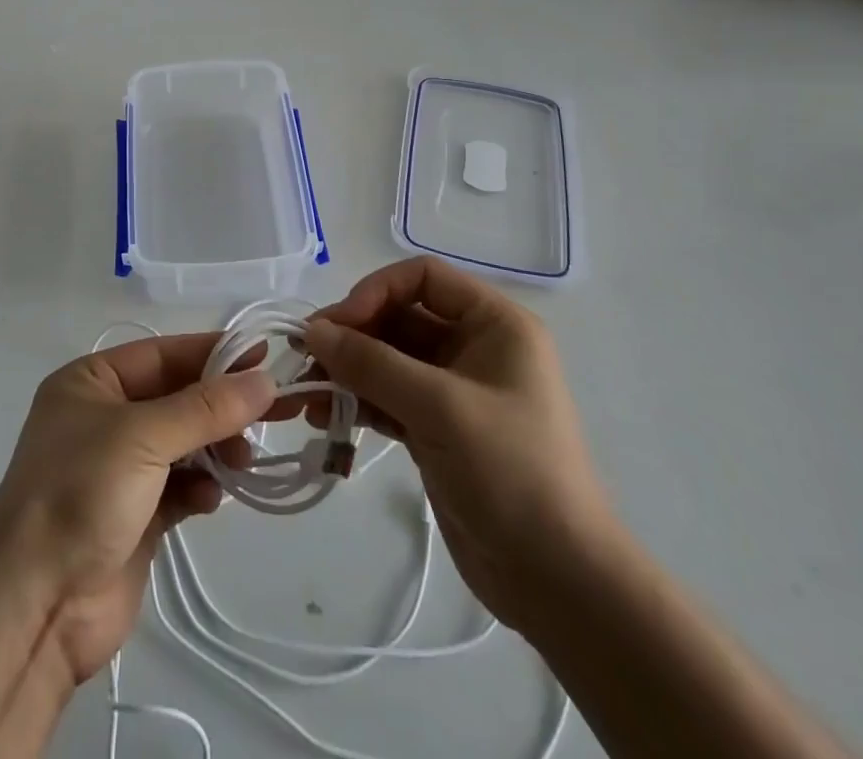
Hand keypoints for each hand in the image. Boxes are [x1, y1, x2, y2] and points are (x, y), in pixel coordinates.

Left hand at [0, 334, 275, 684]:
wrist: (36, 608)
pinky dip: (200, 488)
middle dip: (222, 406)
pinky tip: (210, 499)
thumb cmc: (81, 495)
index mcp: (91, 383)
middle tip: (275, 411)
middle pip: (178, 398)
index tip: (265, 355)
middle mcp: (104, 418)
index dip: (213, 352)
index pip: (163, 354)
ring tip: (242, 462)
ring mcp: (119, 469)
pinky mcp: (136, 515)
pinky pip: (181, 486)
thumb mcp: (143, 437)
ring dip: (216, 448)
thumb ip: (207, 408)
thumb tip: (264, 381)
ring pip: (184, 443)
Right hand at [302, 258, 616, 631]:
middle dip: (351, 336)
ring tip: (306, 397)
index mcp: (494, 324)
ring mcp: (454, 390)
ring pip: (388, 360)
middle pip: (399, 318)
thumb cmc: (512, 473)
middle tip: (304, 359)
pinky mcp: (438, 429)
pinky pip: (388, 398)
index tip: (336, 326)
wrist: (559, 583)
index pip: (423, 278)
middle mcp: (474, 347)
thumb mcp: (440, 408)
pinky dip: (358, 403)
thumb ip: (372, 363)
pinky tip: (325, 420)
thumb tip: (313, 331)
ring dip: (346, 372)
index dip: (375, 291)